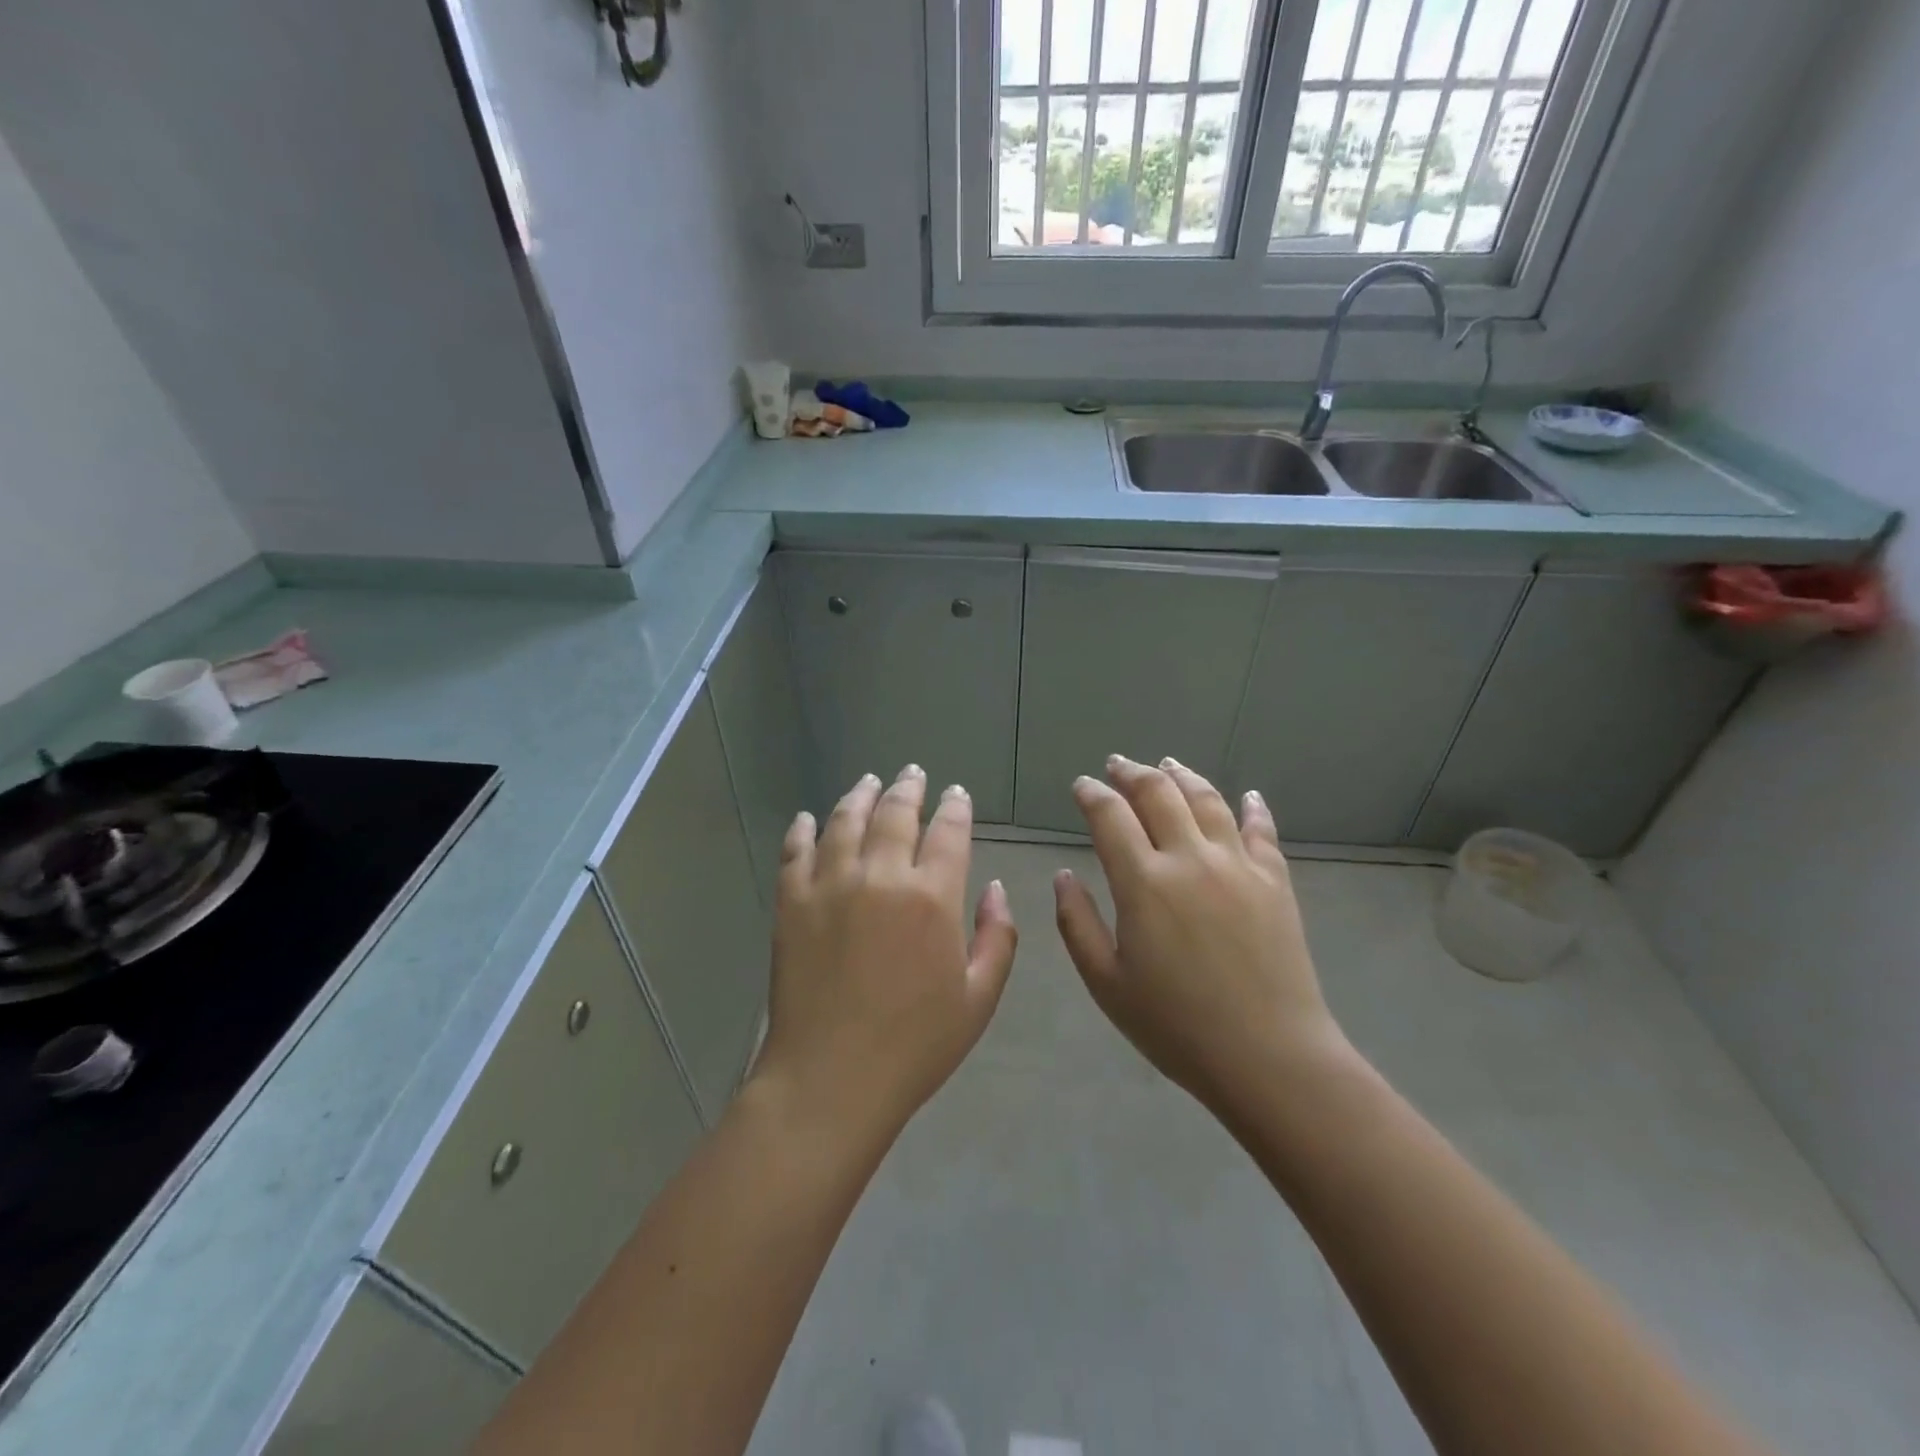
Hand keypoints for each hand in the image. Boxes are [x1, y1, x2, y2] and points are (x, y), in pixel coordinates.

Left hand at [750, 766, 1018, 1144]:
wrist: (831, 1078)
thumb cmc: (915, 1045)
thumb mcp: (979, 998)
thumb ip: (998, 937)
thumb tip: (996, 887)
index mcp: (931, 897)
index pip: (948, 831)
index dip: (955, 807)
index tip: (956, 794)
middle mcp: (880, 876)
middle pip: (895, 813)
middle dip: (908, 788)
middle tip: (912, 773)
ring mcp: (830, 885)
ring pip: (845, 821)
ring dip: (859, 796)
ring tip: (868, 782)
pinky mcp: (791, 903)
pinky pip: (795, 852)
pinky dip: (801, 830)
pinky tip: (806, 818)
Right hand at [1053, 756, 1349, 1117]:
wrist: (1269, 1056)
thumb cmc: (1177, 1026)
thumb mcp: (1107, 983)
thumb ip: (1077, 923)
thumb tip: (1063, 875)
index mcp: (1143, 882)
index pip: (1110, 816)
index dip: (1092, 794)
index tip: (1081, 786)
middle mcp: (1190, 858)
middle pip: (1158, 794)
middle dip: (1132, 772)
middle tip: (1117, 765)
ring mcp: (1238, 865)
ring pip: (1207, 800)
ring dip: (1182, 776)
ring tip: (1168, 764)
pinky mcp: (1275, 881)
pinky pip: (1262, 830)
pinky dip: (1252, 807)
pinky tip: (1248, 795)